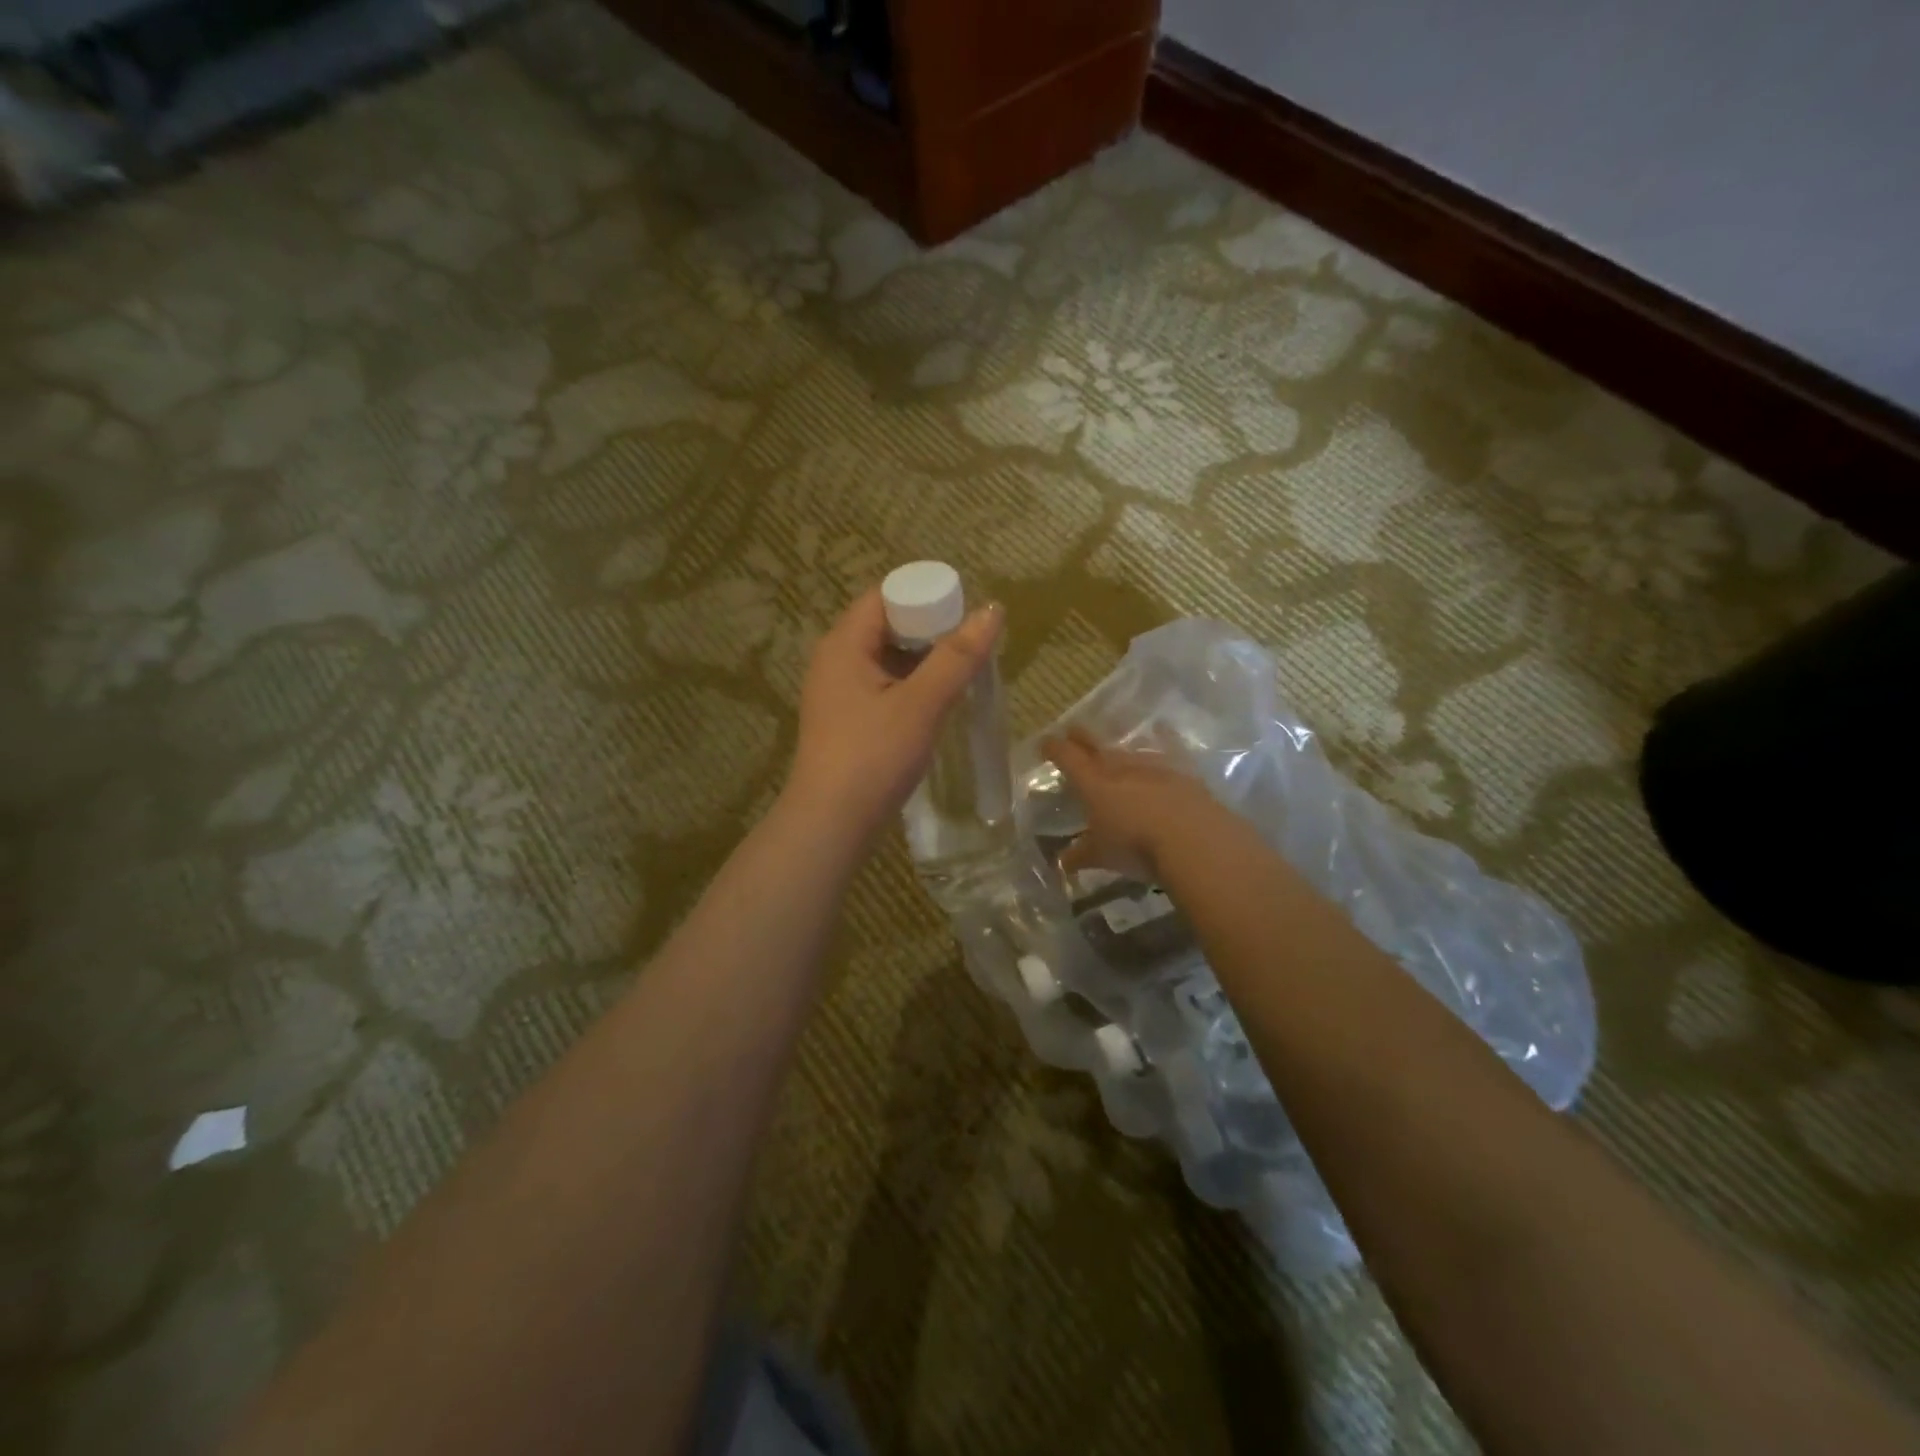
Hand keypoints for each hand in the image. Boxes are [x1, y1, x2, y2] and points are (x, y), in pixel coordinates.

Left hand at [784, 587, 1003, 846]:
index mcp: (844, 644)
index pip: (886, 596)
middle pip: (887, 625)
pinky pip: (882, 686)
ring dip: (923, 661)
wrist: (831, 824)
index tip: (965, 614)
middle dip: (930, 630)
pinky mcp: (846, 719)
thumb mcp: (921, 704)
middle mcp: (835, 660)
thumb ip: (957, 657)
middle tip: (972, 644)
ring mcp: (838, 692)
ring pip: (887, 659)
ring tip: (963, 670)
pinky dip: (911, 685)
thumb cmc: (873, 756)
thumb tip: (992, 610)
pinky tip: (938, 701)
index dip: (926, 597)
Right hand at [1043, 729, 1222, 882]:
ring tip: (1113, 745)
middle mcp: (1120, 767)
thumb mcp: (1102, 856)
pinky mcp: (1183, 771)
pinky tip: (1162, 729)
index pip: (1067, 758)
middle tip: (1073, 729)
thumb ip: (1081, 856)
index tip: (1045, 742)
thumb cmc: (1136, 846)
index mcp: (1093, 784)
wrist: (1193, 838)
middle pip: (1096, 745)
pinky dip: (1163, 737)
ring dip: (1119, 746)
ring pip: (1130, 748)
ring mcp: (1153, 765)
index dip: (1055, 748)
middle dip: (1082, 738)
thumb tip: (1063, 862)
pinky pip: (1168, 746)